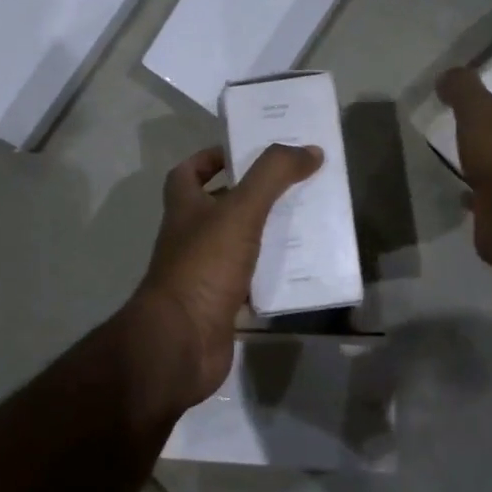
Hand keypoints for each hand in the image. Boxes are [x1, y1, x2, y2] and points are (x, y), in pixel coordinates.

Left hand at [125, 143, 323, 408]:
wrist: (182, 341)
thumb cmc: (204, 266)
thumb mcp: (240, 211)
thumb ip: (272, 176)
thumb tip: (309, 150)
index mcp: (184, 208)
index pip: (188, 173)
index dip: (211, 158)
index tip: (246, 152)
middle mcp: (190, 237)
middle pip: (218, 206)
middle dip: (252, 194)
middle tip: (293, 183)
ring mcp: (204, 272)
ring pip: (238, 243)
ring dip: (266, 232)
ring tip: (308, 221)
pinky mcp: (221, 303)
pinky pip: (250, 280)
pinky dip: (272, 272)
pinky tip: (302, 268)